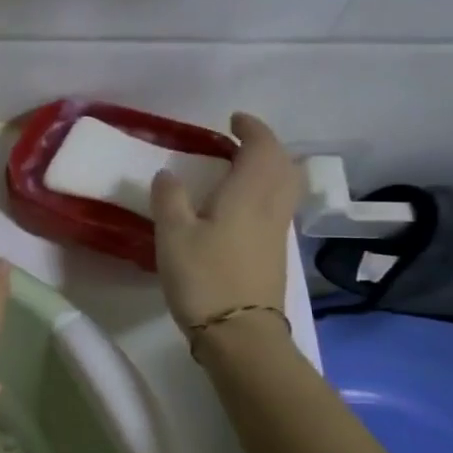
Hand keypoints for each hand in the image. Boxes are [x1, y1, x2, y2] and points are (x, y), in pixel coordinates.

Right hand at [151, 112, 299, 334]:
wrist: (240, 332)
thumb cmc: (204, 278)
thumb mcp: (173, 235)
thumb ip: (169, 199)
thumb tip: (167, 174)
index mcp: (248, 192)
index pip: (262, 147)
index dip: (251, 128)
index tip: (233, 120)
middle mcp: (270, 205)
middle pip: (282, 164)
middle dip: (265, 146)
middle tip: (238, 143)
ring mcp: (277, 231)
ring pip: (285, 186)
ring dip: (269, 168)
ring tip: (240, 170)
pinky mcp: (275, 253)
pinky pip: (277, 207)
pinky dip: (266, 192)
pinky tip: (241, 206)